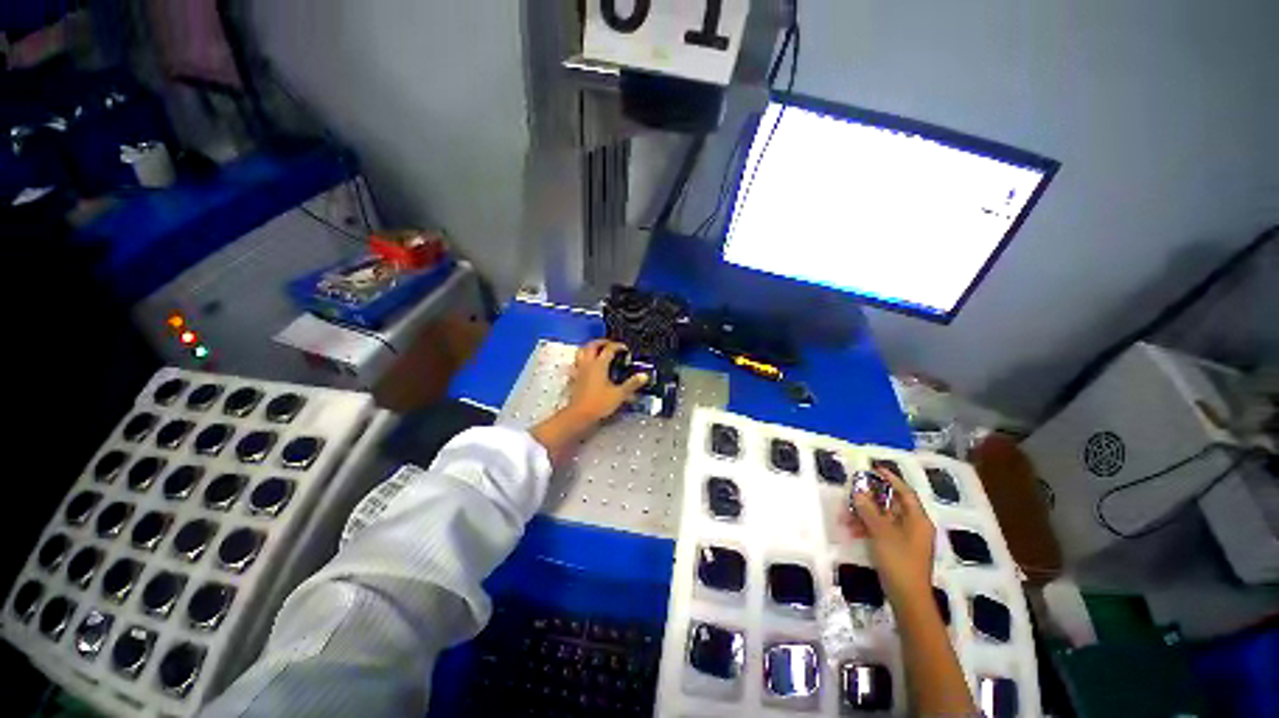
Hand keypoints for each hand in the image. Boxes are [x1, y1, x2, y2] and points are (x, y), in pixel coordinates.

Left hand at [565, 340, 648, 423]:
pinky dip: (582, 361)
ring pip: (581, 352)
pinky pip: (576, 364)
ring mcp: (579, 371)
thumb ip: (632, 384)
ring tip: (597, 350)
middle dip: (601, 342)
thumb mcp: (619, 394)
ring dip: (589, 348)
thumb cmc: (599, 404)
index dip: (618, 346)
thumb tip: (644, 376)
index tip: (625, 348)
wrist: (579, 415)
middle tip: (609, 344)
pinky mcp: (574, 378)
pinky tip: (586, 366)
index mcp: (599, 365)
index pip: (609, 349)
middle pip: (592, 345)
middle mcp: (588, 364)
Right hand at [847, 467, 934, 599]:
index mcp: (917, 519)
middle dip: (869, 499)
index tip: (875, 469)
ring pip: (882, 518)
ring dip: (864, 515)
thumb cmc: (899, 561)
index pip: (905, 492)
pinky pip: (880, 530)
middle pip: (891, 504)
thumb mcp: (881, 533)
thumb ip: (868, 511)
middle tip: (852, 493)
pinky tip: (851, 531)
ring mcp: (905, 538)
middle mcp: (914, 526)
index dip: (891, 479)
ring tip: (845, 517)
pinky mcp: (897, 549)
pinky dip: (867, 528)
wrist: (908, 598)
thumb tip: (858, 492)